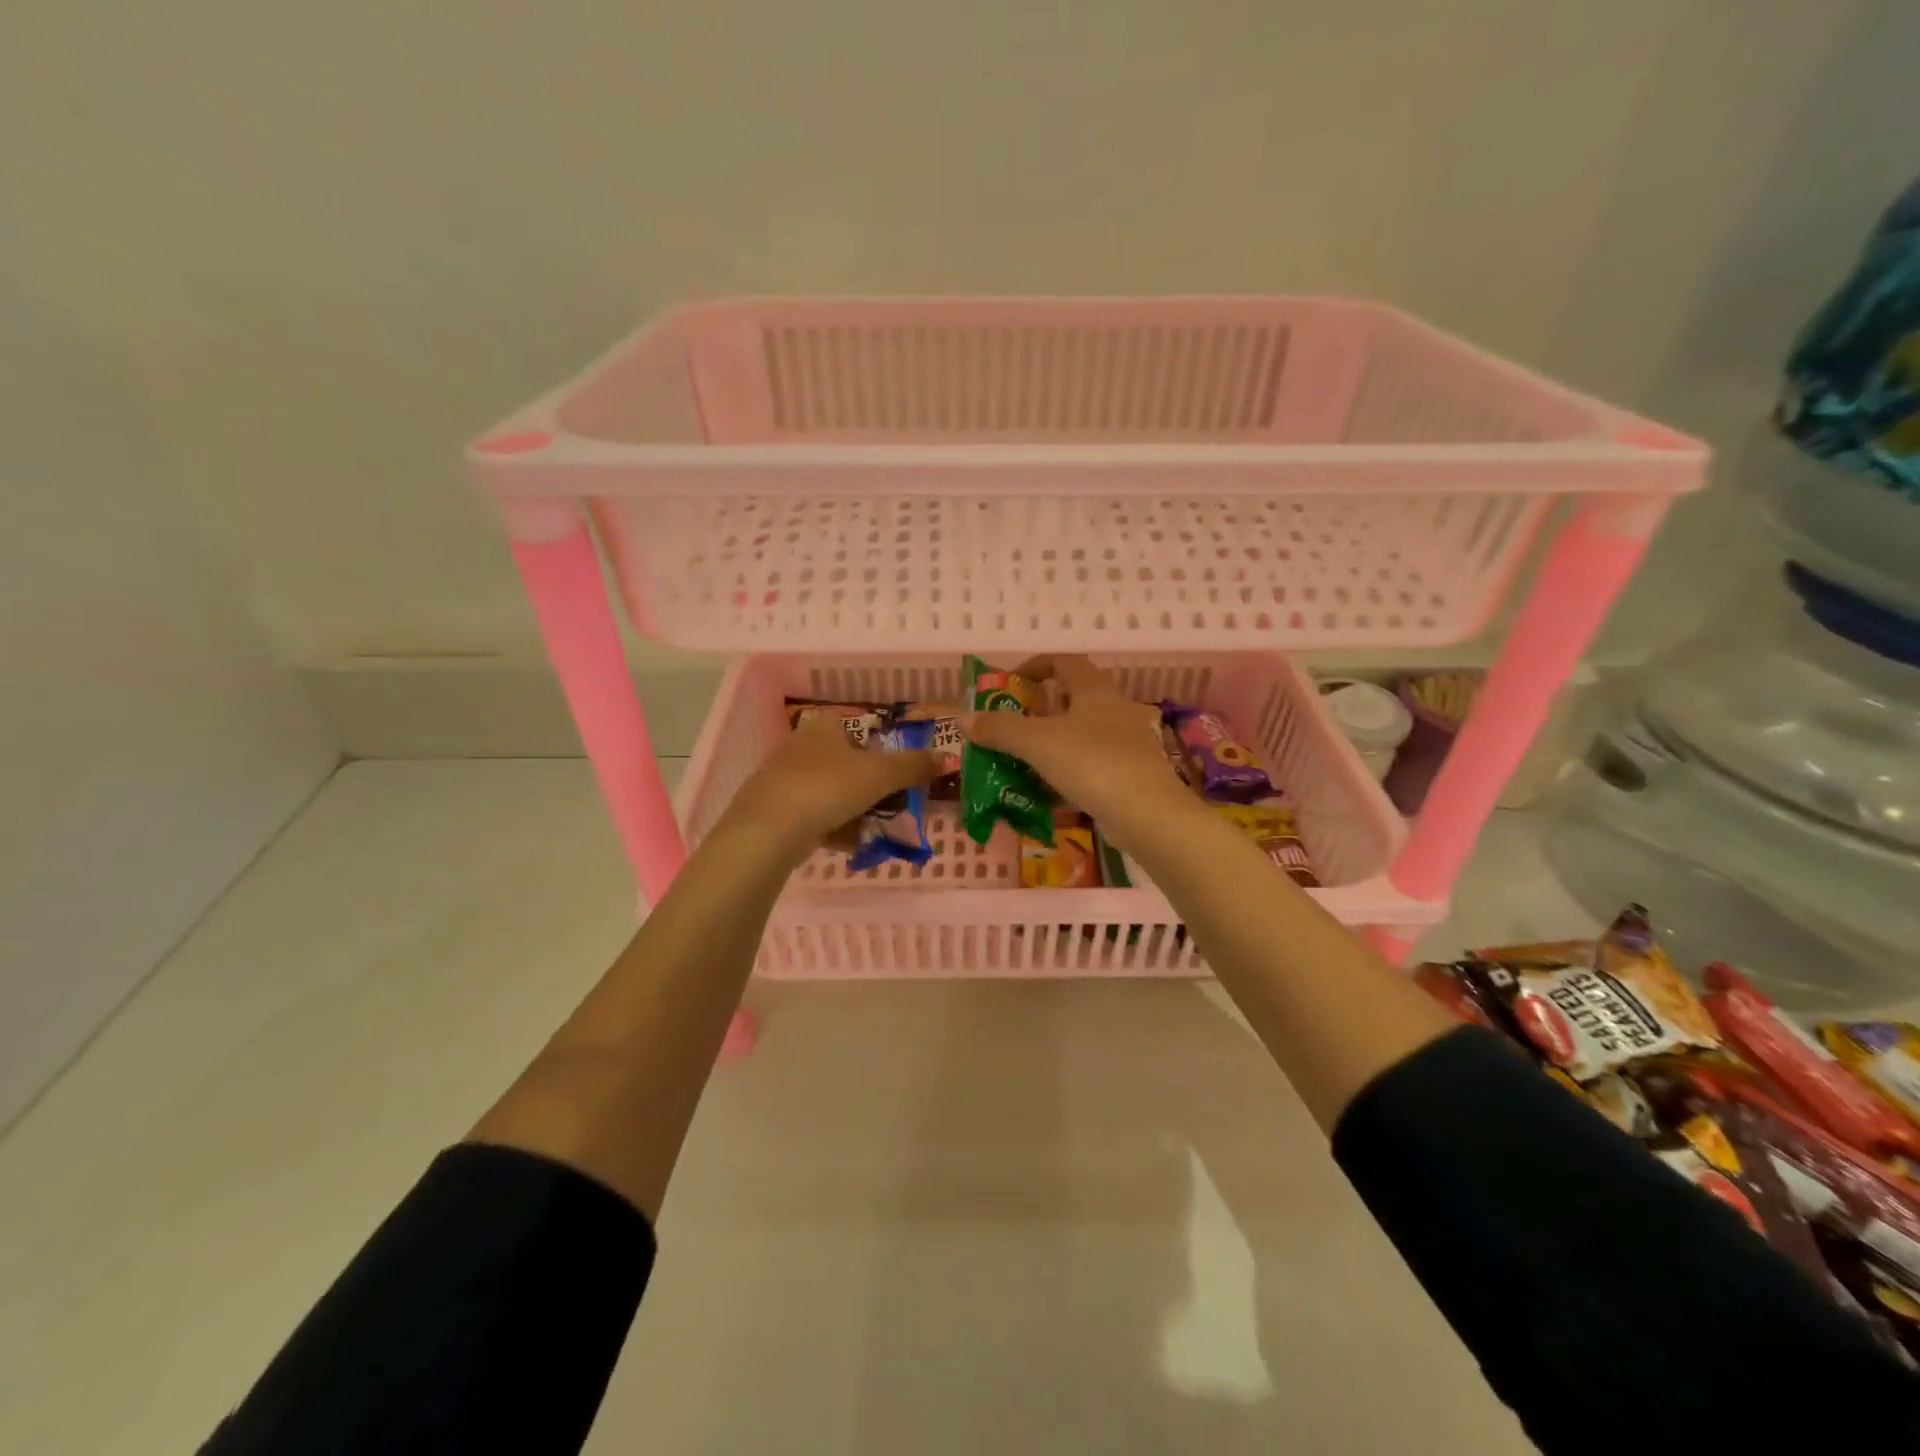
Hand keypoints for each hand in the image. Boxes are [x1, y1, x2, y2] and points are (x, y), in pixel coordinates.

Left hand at [726, 708, 940, 860]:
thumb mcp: (880, 774)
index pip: (859, 729)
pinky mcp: (773, 811)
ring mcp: (783, 779)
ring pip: (830, 793)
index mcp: (824, 727)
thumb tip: (948, 758)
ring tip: (876, 831)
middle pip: (846, 764)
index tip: (898, 775)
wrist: (767, 831)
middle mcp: (800, 746)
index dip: (881, 751)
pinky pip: (814, 817)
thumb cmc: (827, 788)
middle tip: (893, 807)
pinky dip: (834, 829)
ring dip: (855, 812)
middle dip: (871, 788)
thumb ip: (914, 766)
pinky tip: (851, 845)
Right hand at [960, 655, 1196, 849]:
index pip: (1065, 661)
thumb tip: (965, 718)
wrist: (1146, 813)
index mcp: (1095, 690)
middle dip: (1044, 707)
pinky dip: (1071, 769)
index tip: (1012, 683)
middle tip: (1016, 723)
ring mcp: (1128, 741)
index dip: (1036, 665)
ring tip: (1028, 758)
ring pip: (1086, 732)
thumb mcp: (1036, 743)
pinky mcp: (1132, 772)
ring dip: (1057, 740)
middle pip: (1076, 697)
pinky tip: (1052, 789)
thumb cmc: (1090, 763)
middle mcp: (1116, 708)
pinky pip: (1094, 763)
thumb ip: (999, 729)